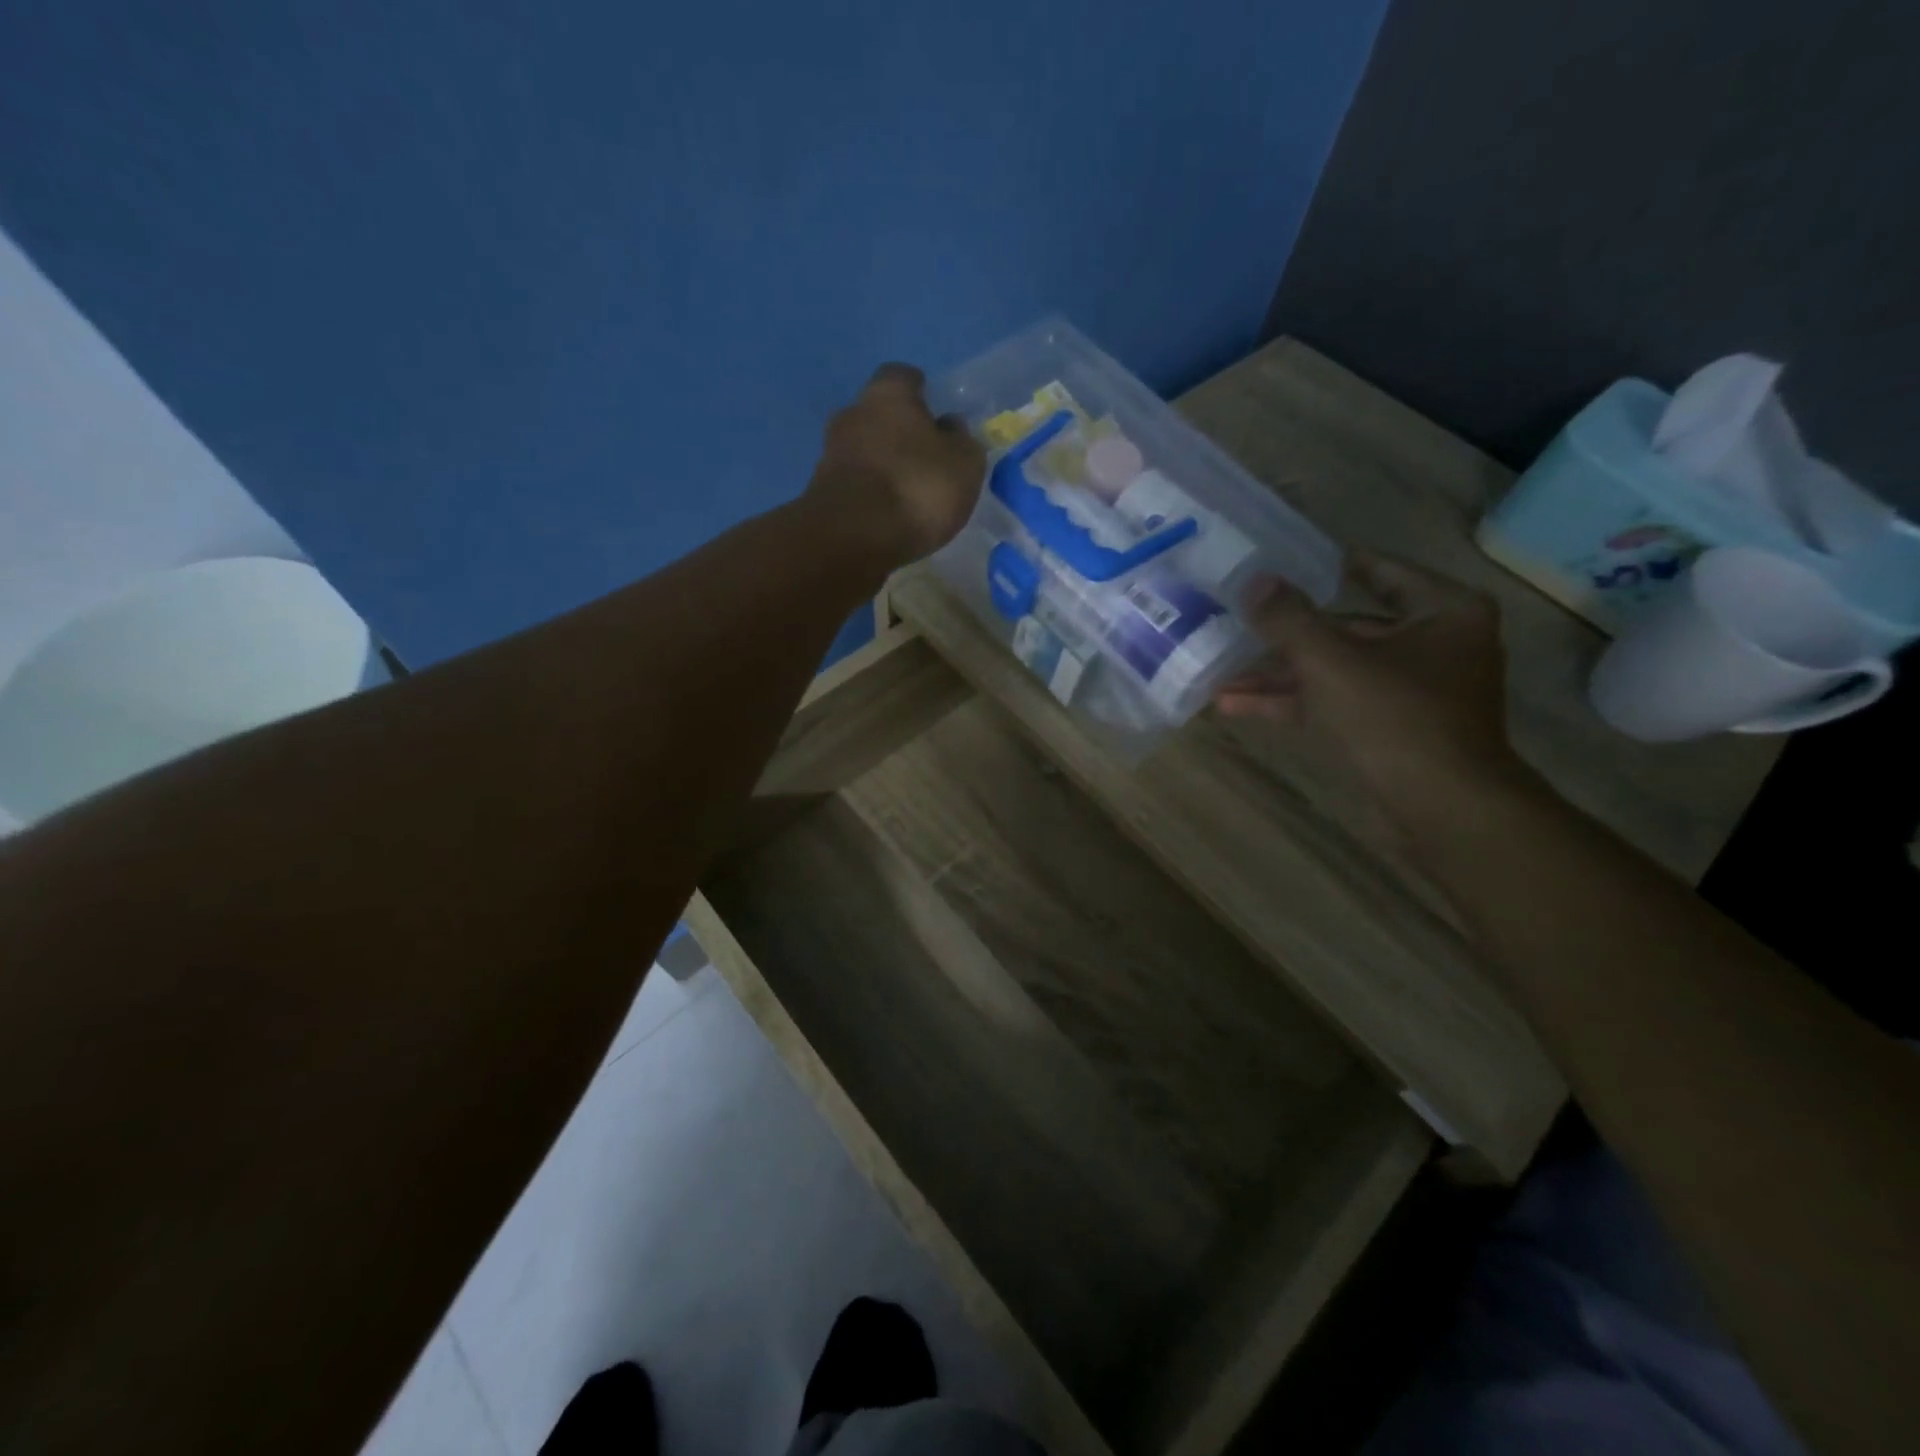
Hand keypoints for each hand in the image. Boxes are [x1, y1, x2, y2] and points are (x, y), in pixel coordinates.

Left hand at [805, 363, 986, 565]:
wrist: (853, 538)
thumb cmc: (916, 488)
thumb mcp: (964, 464)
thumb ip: (962, 440)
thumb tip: (950, 426)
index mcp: (887, 393)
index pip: (903, 377)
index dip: (921, 392)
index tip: (935, 412)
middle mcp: (852, 414)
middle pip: (878, 414)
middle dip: (899, 431)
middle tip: (925, 457)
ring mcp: (830, 454)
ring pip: (864, 450)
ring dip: (883, 465)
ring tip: (908, 492)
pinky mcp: (820, 493)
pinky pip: (854, 484)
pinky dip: (870, 494)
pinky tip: (888, 514)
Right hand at [1214, 552, 1529, 825]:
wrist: (1441, 807)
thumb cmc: (1394, 717)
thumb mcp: (1329, 661)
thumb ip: (1288, 619)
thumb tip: (1254, 580)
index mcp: (1441, 611)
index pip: (1378, 570)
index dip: (1326, 565)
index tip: (1282, 561)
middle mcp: (1433, 643)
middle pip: (1347, 626)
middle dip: (1286, 635)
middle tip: (1239, 622)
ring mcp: (1410, 689)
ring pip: (1334, 670)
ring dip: (1278, 676)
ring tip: (1219, 675)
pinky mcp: (1389, 728)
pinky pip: (1334, 702)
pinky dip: (1291, 703)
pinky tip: (1235, 706)